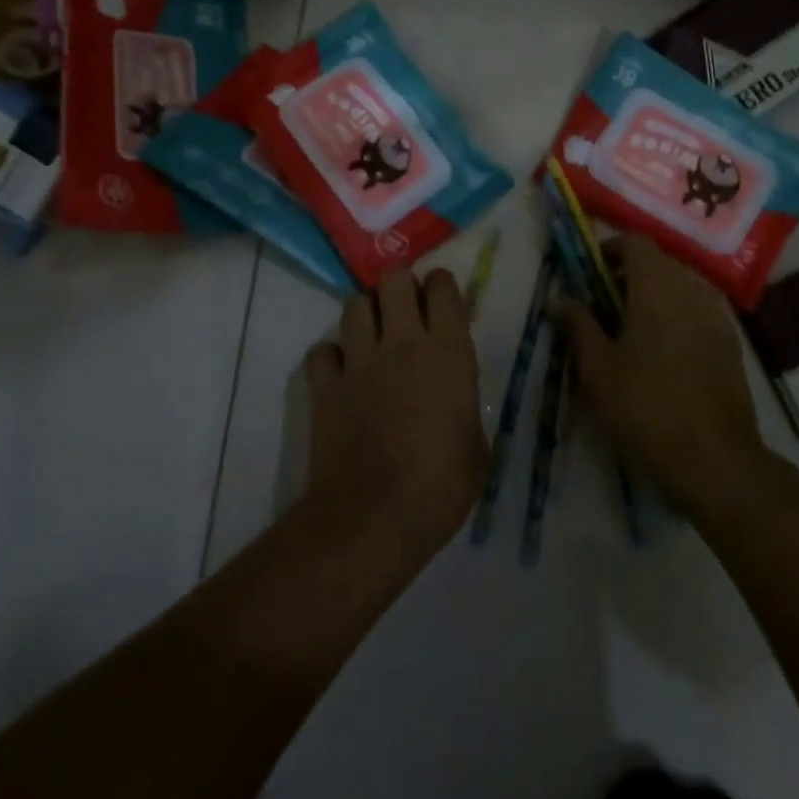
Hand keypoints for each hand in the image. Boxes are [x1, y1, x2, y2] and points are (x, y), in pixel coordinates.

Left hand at [304, 268, 488, 566]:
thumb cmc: (440, 487)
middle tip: (405, 313)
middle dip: (399, 287)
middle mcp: (403, 343)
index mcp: (448, 352)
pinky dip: (330, 357)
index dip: (442, 287)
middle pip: (393, 279)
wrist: (373, 519)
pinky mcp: (325, 386)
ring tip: (373, 338)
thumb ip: (465, 405)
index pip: (443, 287)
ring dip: (365, 315)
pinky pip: (322, 352)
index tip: (442, 303)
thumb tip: (456, 398)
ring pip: (354, 304)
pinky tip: (341, 375)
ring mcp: (359, 362)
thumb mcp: (476, 446)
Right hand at [561, 235, 768, 522]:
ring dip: (653, 296)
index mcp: (657, 287)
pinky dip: (676, 317)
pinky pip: (697, 311)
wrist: (716, 461)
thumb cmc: (646, 408)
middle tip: (602, 306)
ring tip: (631, 331)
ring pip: (680, 287)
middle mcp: (691, 289)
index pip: (635, 241)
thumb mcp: (597, 369)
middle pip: (658, 262)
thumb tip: (560, 298)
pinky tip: (663, 353)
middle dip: (628, 275)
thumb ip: (578, 325)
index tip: (589, 274)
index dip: (609, 249)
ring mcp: (717, 315)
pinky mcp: (731, 342)